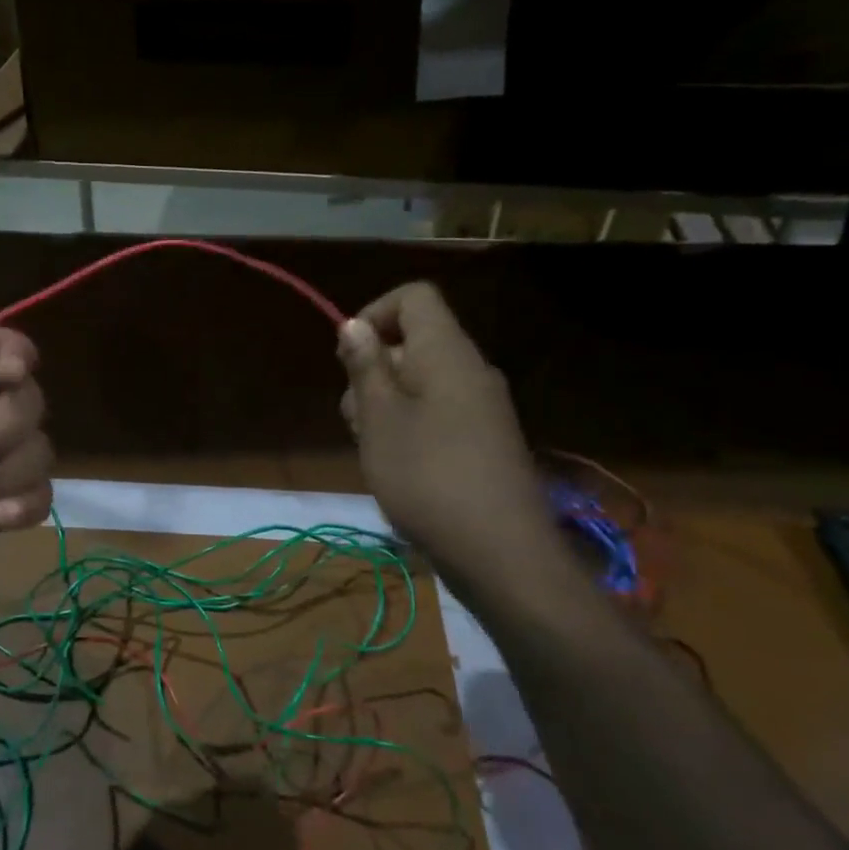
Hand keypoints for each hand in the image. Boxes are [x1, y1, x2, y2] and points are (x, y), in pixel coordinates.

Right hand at [337, 283, 560, 597]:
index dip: (374, 313)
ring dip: (385, 404)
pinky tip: (397, 467)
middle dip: (372, 371)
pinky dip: (408, 427)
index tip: (348, 357)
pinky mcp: (483, 439)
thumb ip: (365, 366)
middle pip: (411, 342)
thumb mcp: (379, 418)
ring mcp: (481, 406)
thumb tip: (355, 324)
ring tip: (373, 449)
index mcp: (447, 353)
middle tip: (357, 418)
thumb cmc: (426, 475)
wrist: (500, 552)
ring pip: (419, 381)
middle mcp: (470, 369)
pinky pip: (437, 411)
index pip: (414, 297)